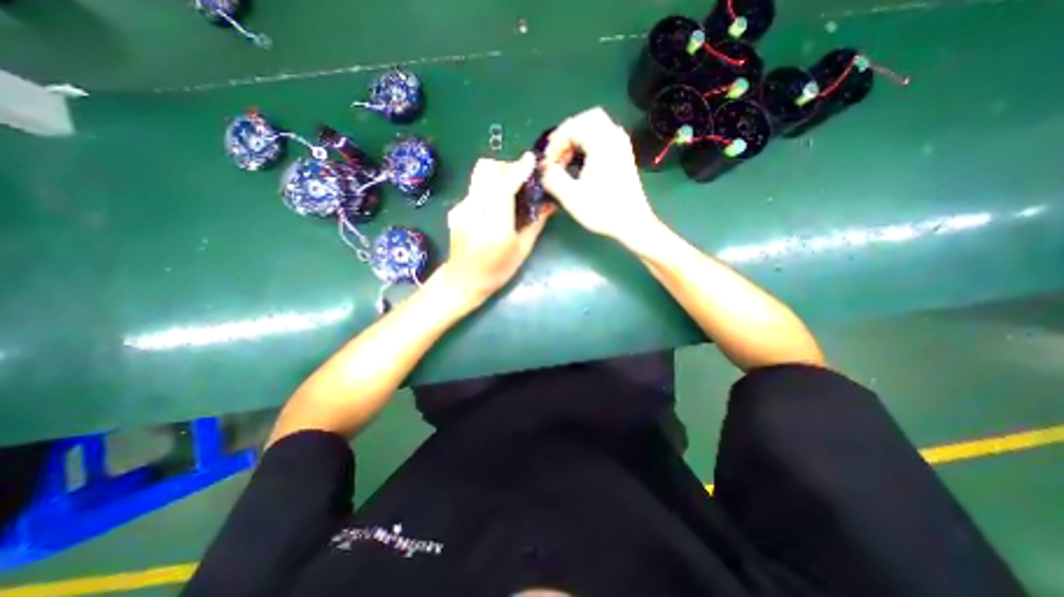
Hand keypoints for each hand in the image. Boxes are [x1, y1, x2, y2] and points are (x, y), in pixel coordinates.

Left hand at [443, 151, 557, 305]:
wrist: (463, 281)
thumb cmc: (497, 271)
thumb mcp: (522, 250)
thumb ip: (536, 223)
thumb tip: (549, 204)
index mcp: (494, 226)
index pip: (504, 187)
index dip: (518, 170)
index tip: (531, 159)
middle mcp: (473, 211)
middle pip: (487, 171)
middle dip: (507, 167)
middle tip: (523, 177)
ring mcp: (461, 208)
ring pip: (479, 176)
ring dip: (498, 174)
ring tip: (512, 188)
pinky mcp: (456, 209)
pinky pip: (475, 188)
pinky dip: (490, 187)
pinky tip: (497, 202)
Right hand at [543, 107, 661, 244]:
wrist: (632, 223)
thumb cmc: (602, 210)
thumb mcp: (571, 196)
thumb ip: (553, 178)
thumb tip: (544, 168)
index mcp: (602, 142)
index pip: (573, 126)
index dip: (556, 142)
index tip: (548, 163)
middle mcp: (614, 137)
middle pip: (587, 119)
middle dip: (567, 134)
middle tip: (555, 153)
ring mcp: (621, 145)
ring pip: (596, 127)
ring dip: (577, 138)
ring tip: (565, 159)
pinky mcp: (623, 155)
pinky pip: (603, 137)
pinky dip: (588, 144)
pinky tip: (580, 163)